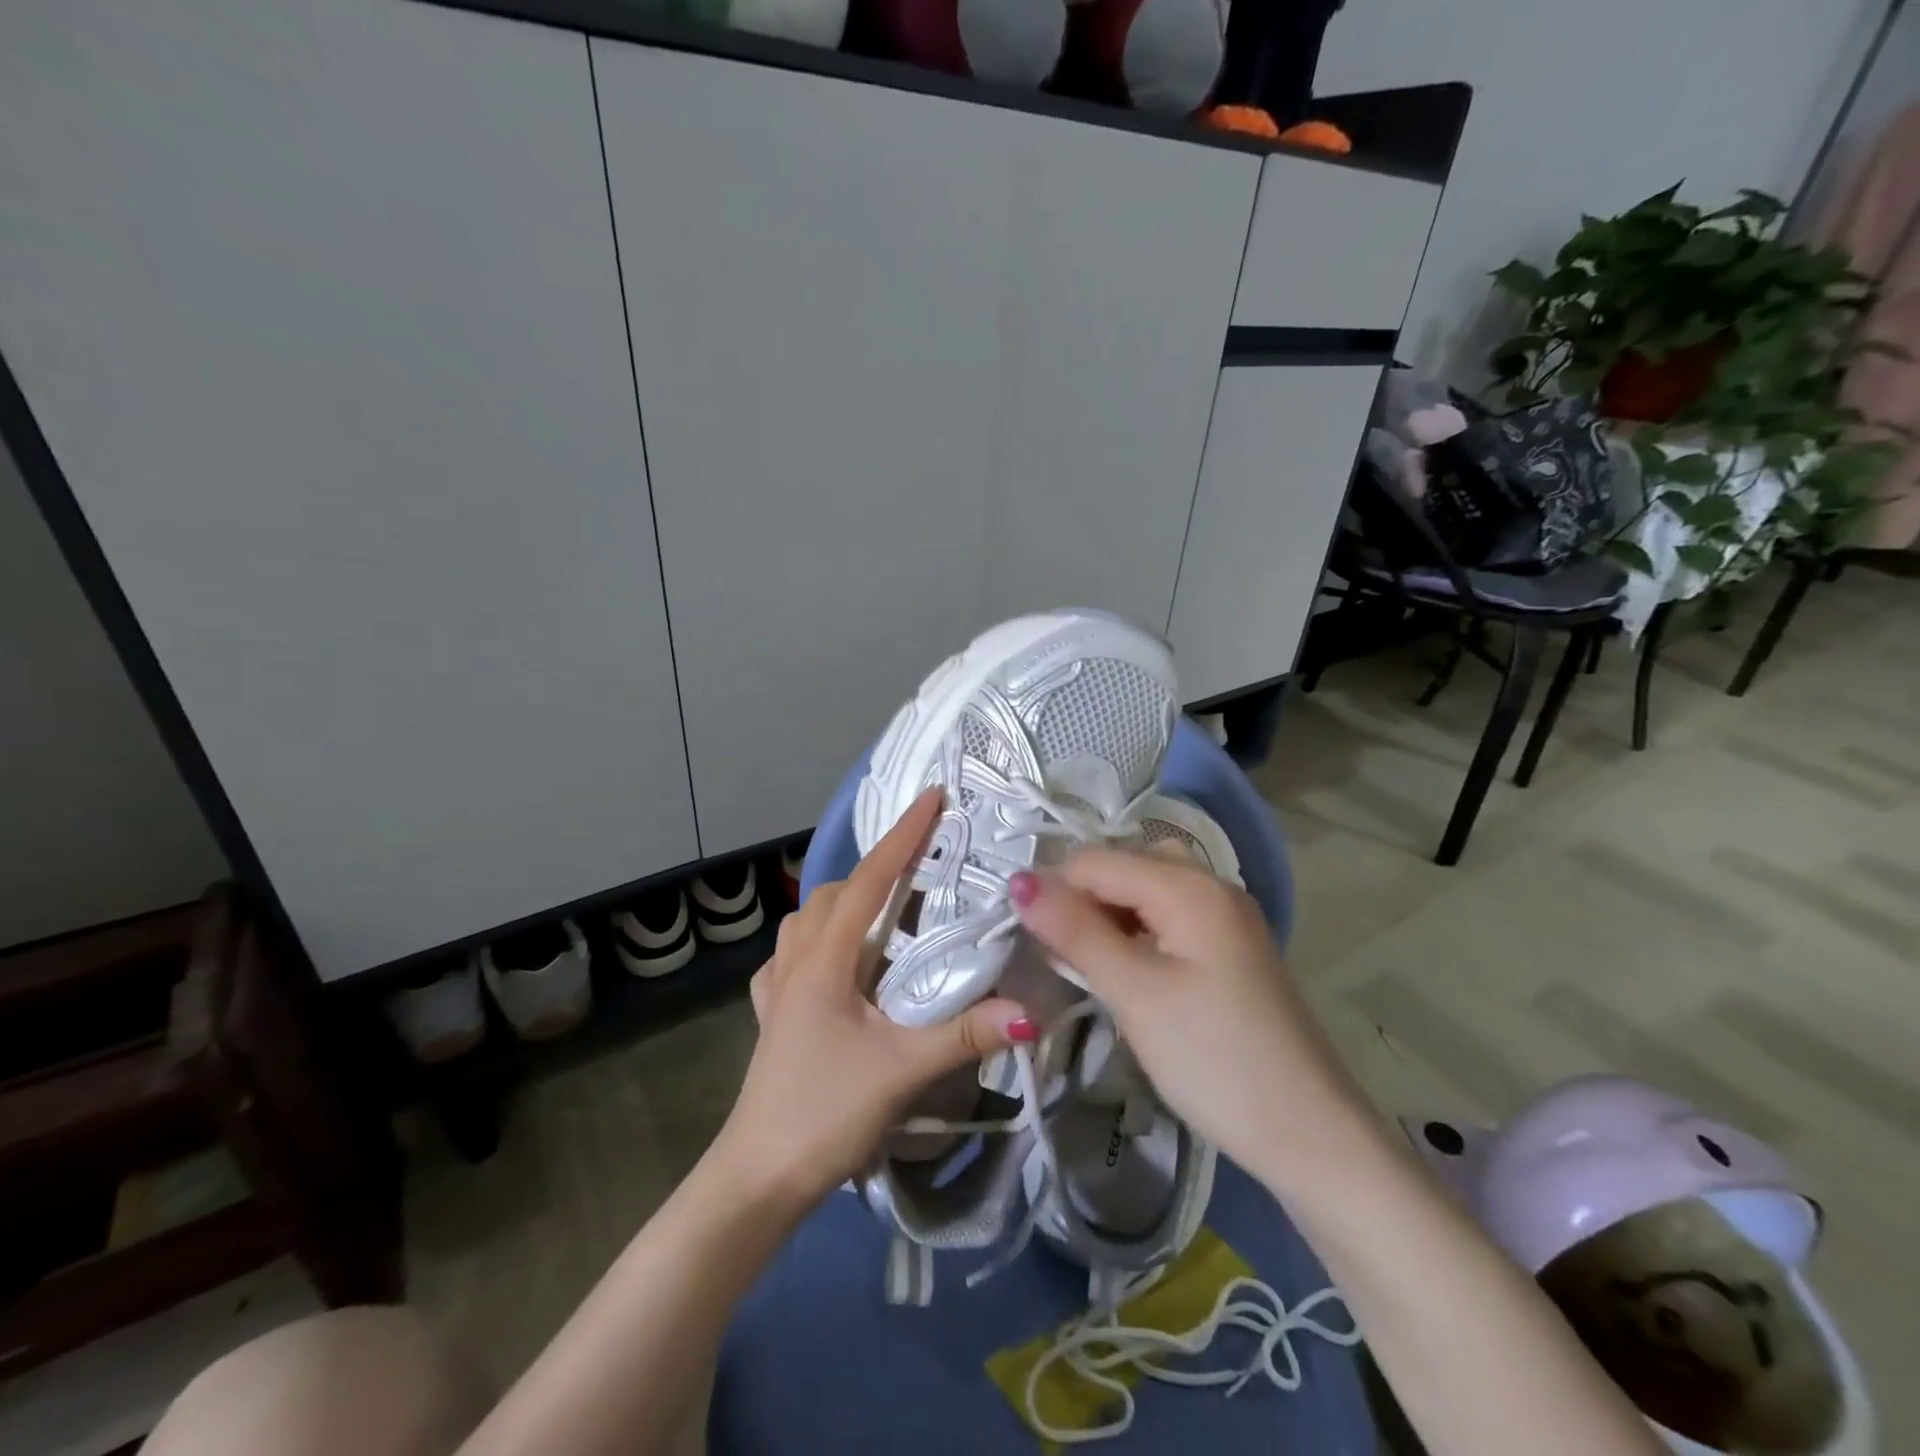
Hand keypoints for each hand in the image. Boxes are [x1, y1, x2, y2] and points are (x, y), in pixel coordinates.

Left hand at [714, 788, 1031, 1207]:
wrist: (758, 1177)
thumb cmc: (825, 1113)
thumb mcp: (902, 1071)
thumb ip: (966, 1035)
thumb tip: (1030, 1011)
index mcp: (824, 960)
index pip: (870, 880)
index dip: (903, 835)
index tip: (933, 797)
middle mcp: (796, 961)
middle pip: (837, 893)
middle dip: (880, 870)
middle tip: (925, 872)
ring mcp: (776, 988)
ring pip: (808, 919)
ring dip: (845, 903)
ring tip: (884, 914)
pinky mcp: (771, 1016)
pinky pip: (790, 956)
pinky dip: (816, 941)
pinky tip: (832, 963)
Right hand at [1008, 847, 1372, 1183]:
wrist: (1309, 1136)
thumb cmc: (1214, 1059)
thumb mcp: (1135, 993)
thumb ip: (1076, 931)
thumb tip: (1019, 881)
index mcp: (1189, 885)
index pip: (1095, 860)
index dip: (1054, 891)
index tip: (1026, 939)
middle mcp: (1211, 884)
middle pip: (1123, 867)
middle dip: (1081, 901)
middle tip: (1058, 955)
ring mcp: (1225, 916)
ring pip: (1144, 891)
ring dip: (1106, 917)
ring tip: (1084, 965)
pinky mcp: (1229, 948)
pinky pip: (1167, 917)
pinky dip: (1135, 933)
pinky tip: (1123, 971)